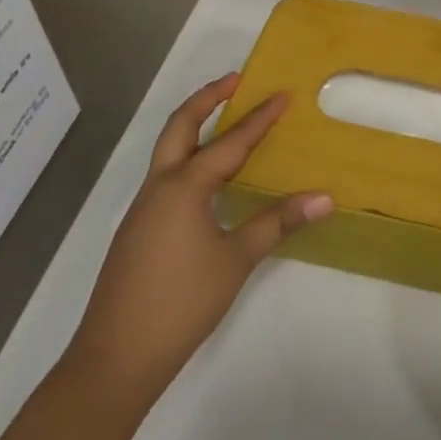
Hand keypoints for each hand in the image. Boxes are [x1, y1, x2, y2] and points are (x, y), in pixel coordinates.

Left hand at [63, 73, 331, 409]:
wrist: (115, 358)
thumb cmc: (181, 303)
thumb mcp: (236, 260)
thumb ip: (278, 223)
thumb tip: (324, 197)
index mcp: (184, 187)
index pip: (230, 142)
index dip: (259, 118)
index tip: (282, 94)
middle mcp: (159, 187)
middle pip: (180, 127)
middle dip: (206, 99)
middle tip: (236, 81)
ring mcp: (143, 209)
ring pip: (169, 151)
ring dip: (195, 127)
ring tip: (227, 121)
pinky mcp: (138, 229)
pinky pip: (167, 177)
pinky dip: (190, 160)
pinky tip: (210, 181)